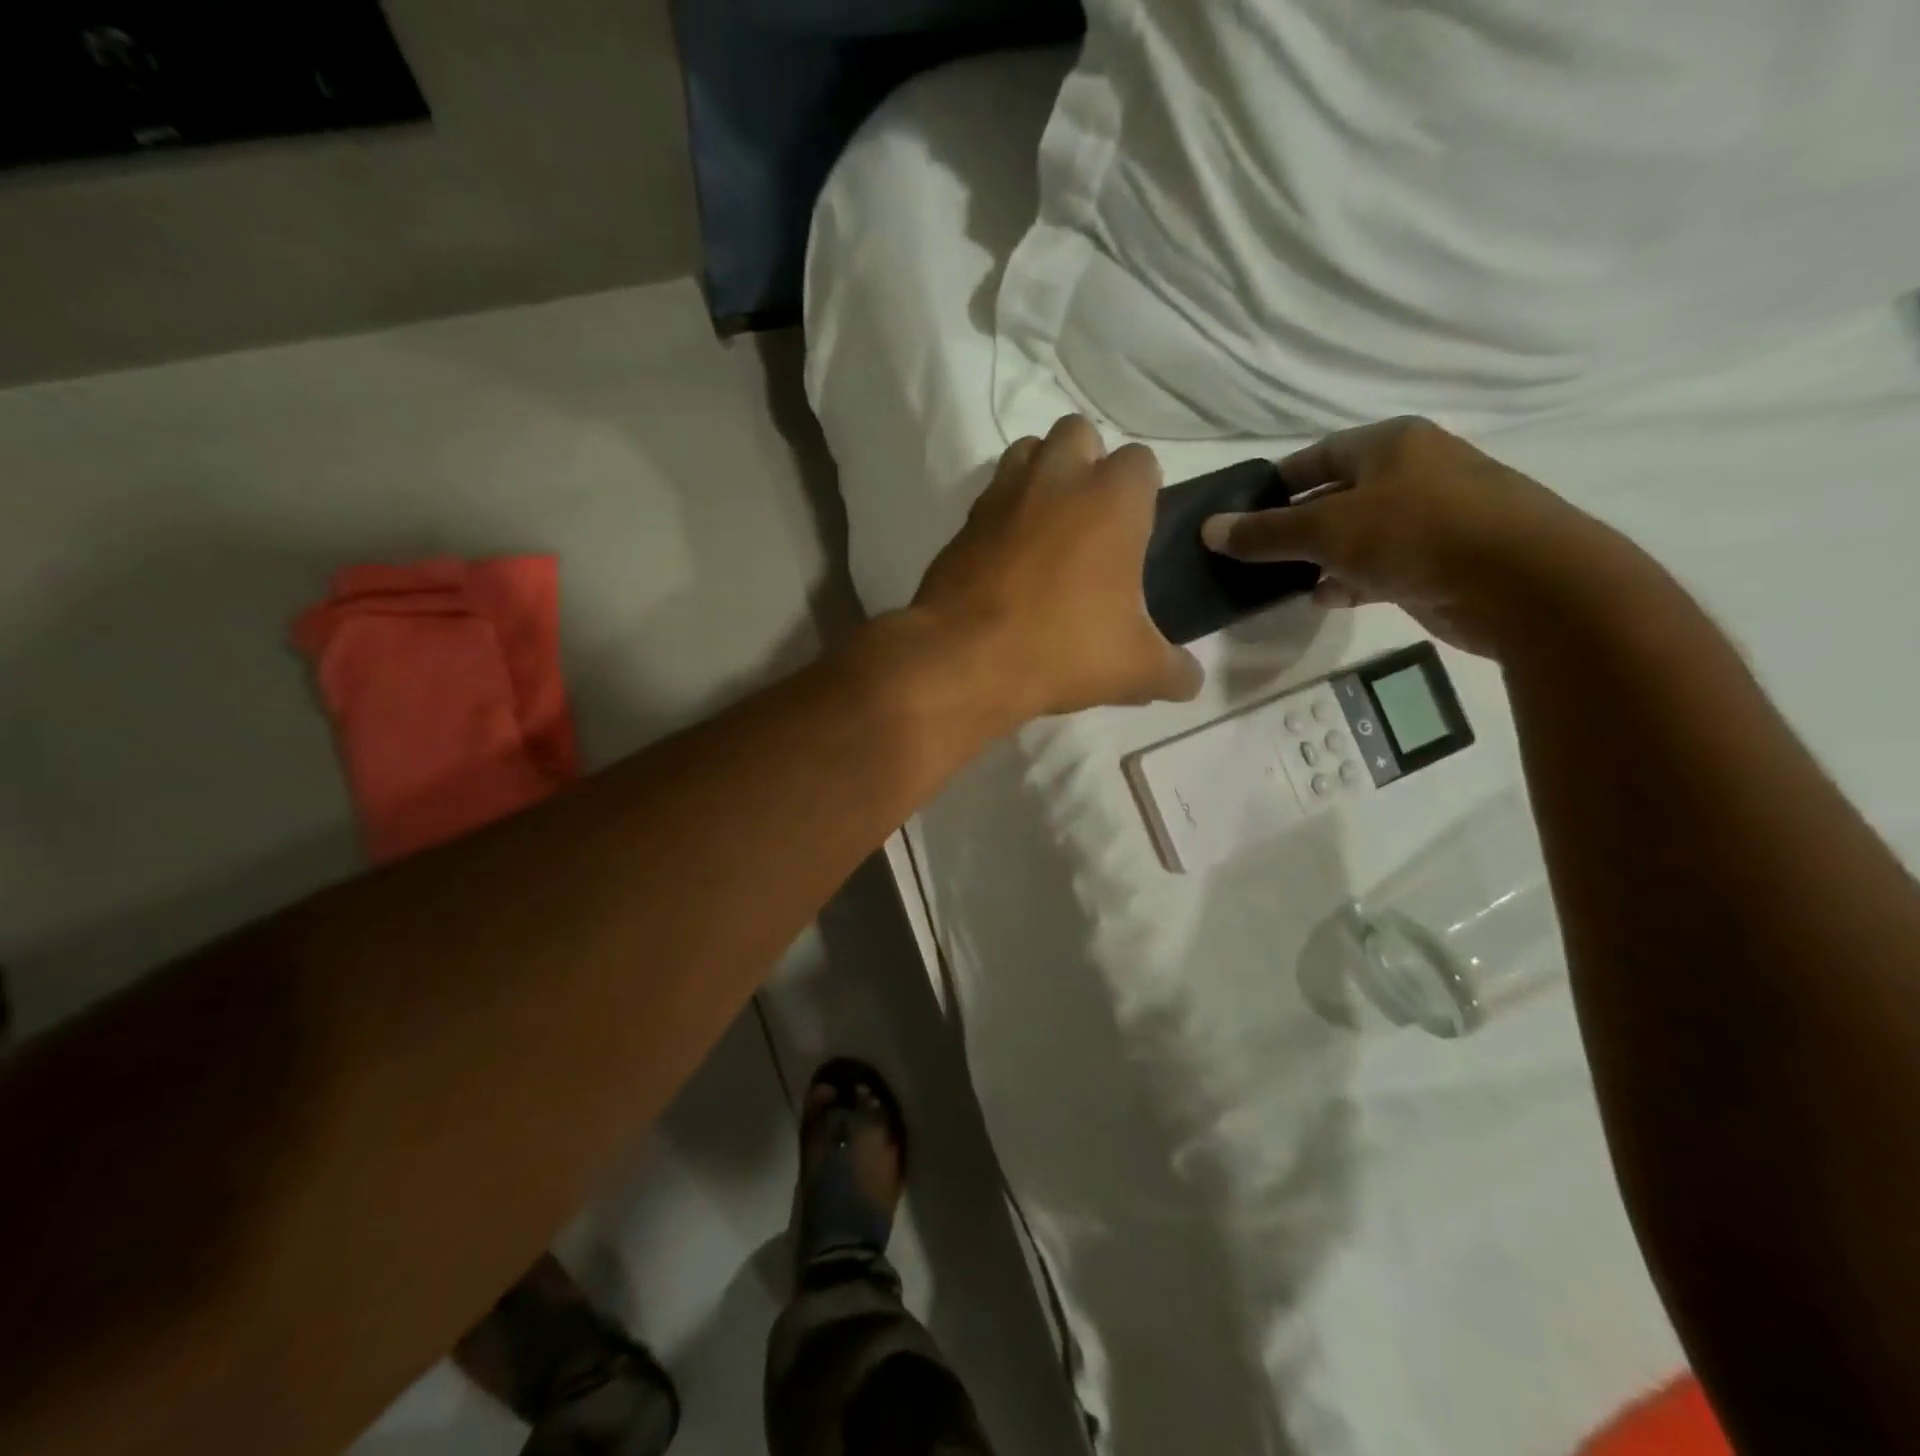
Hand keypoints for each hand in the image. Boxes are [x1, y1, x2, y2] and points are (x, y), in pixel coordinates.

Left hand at [910, 415, 1203, 718]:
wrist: (964, 660)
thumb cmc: (1063, 650)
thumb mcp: (1136, 669)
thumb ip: (1174, 670)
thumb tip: (1191, 681)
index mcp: (1111, 499)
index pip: (1141, 461)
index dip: (1144, 492)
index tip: (1138, 532)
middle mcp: (1056, 479)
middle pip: (1079, 434)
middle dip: (1089, 464)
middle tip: (1092, 522)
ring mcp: (1002, 495)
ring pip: (1027, 452)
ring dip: (1043, 475)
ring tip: (1049, 528)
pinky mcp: (963, 522)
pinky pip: (991, 497)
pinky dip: (1004, 513)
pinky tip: (1009, 557)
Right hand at [1200, 417, 1608, 656]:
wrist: (1524, 582)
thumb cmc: (1418, 533)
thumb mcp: (1327, 528)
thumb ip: (1265, 532)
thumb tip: (1208, 529)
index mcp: (1391, 444)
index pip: (1316, 456)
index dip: (1276, 483)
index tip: (1241, 514)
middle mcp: (1413, 472)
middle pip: (1335, 495)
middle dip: (1294, 526)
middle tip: (1254, 554)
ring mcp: (1432, 517)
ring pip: (1357, 535)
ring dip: (1320, 557)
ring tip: (1281, 581)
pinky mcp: (1442, 560)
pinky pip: (1381, 565)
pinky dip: (1352, 579)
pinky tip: (1326, 598)